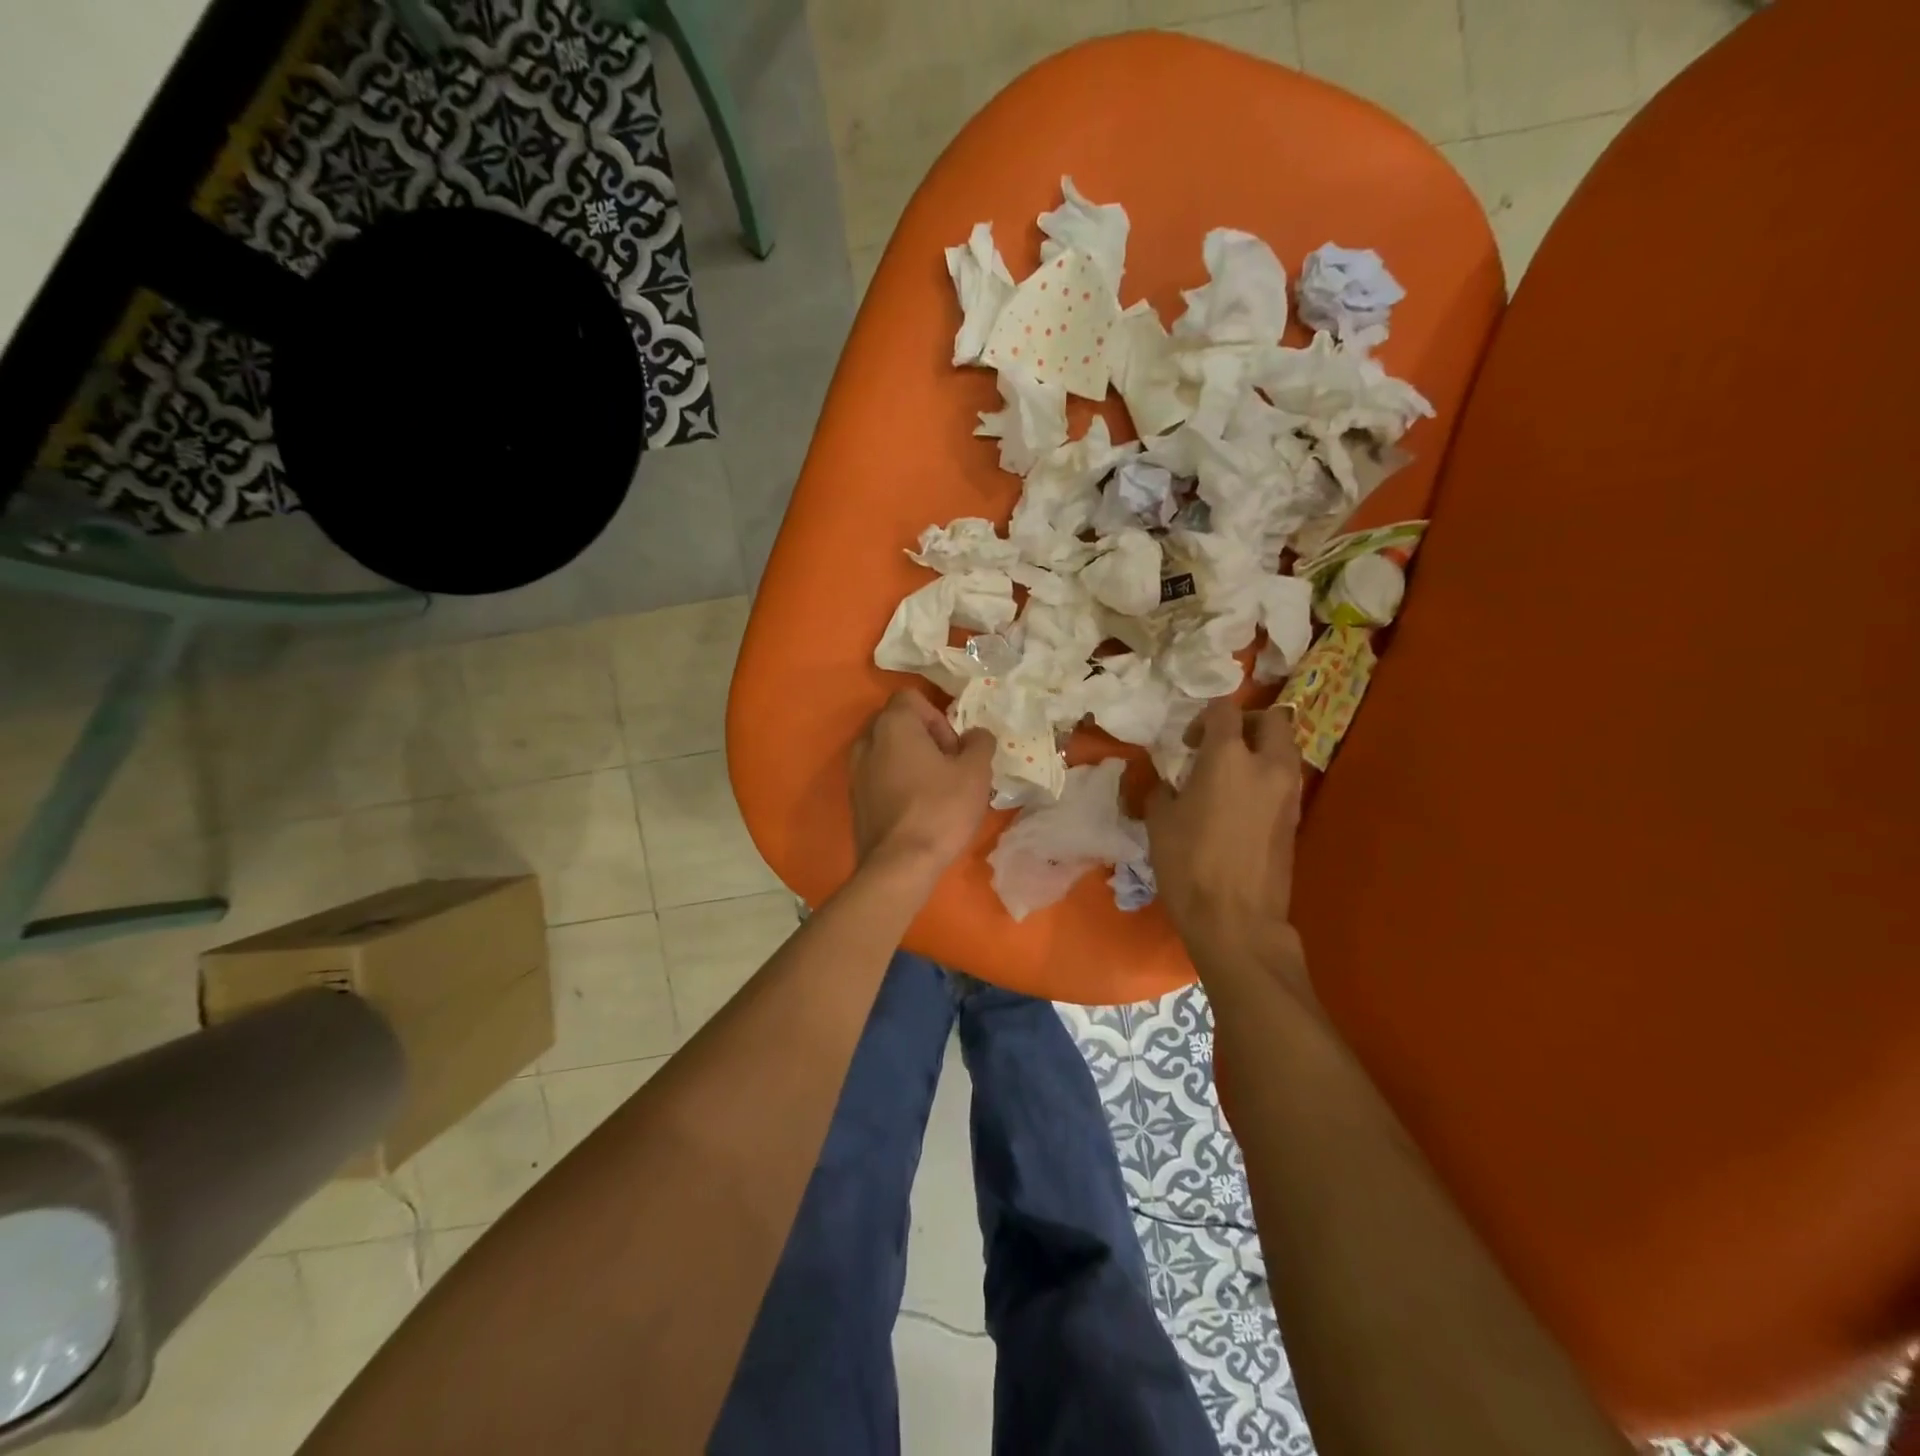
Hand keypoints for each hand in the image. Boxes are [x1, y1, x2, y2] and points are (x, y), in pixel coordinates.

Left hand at [849, 690, 994, 879]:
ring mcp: (855, 771)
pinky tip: (918, 810)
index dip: (939, 718)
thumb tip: (976, 735)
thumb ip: (980, 743)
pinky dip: (898, 783)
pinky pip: (880, 777)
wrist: (899, 866)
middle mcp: (867, 740)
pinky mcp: (855, 799)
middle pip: (900, 724)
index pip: (913, 698)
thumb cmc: (940, 810)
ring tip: (936, 791)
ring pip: (889, 752)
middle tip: (950, 769)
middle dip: (927, 739)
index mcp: (893, 724)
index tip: (954, 749)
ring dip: (913, 762)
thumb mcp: (975, 773)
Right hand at [1147, 699, 1308, 991]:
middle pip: (1272, 718)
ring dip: (1261, 749)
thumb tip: (1168, 781)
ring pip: (1286, 748)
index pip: (1225, 710)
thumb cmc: (1189, 865)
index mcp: (1228, 757)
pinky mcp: (1296, 818)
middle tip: (1219, 745)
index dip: (1204, 717)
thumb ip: (1162, 788)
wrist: (1236, 920)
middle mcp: (1267, 765)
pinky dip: (1267, 777)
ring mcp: (1289, 792)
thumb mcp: (1159, 821)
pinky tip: (1240, 804)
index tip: (1188, 743)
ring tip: (1230, 776)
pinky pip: (1286, 779)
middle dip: (1246, 722)